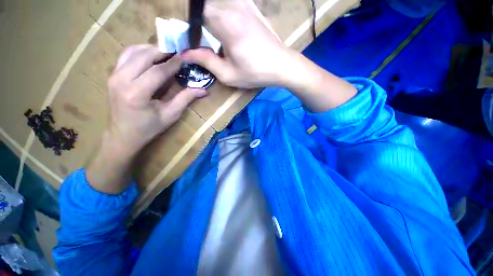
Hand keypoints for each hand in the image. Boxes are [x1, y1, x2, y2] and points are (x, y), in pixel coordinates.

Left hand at [86, 45, 207, 193]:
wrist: (122, 135)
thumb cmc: (148, 128)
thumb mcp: (170, 115)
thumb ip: (185, 99)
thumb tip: (204, 90)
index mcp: (136, 94)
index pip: (158, 71)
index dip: (173, 63)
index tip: (185, 57)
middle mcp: (121, 80)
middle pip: (143, 56)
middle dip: (162, 50)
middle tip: (177, 50)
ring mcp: (113, 76)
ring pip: (132, 51)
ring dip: (150, 49)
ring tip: (166, 52)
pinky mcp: (112, 75)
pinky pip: (125, 56)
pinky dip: (139, 51)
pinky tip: (150, 55)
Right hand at [180, 0, 292, 87]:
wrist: (282, 65)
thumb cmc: (256, 73)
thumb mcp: (228, 74)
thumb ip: (205, 61)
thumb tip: (185, 54)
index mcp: (225, 22)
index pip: (194, 14)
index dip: (188, 28)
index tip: (190, 44)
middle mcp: (233, 6)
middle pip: (204, 8)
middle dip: (197, 25)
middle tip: (201, 44)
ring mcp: (244, 4)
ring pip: (216, 6)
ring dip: (209, 21)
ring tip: (214, 41)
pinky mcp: (252, 7)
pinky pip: (229, 6)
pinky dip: (221, 17)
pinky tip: (227, 33)